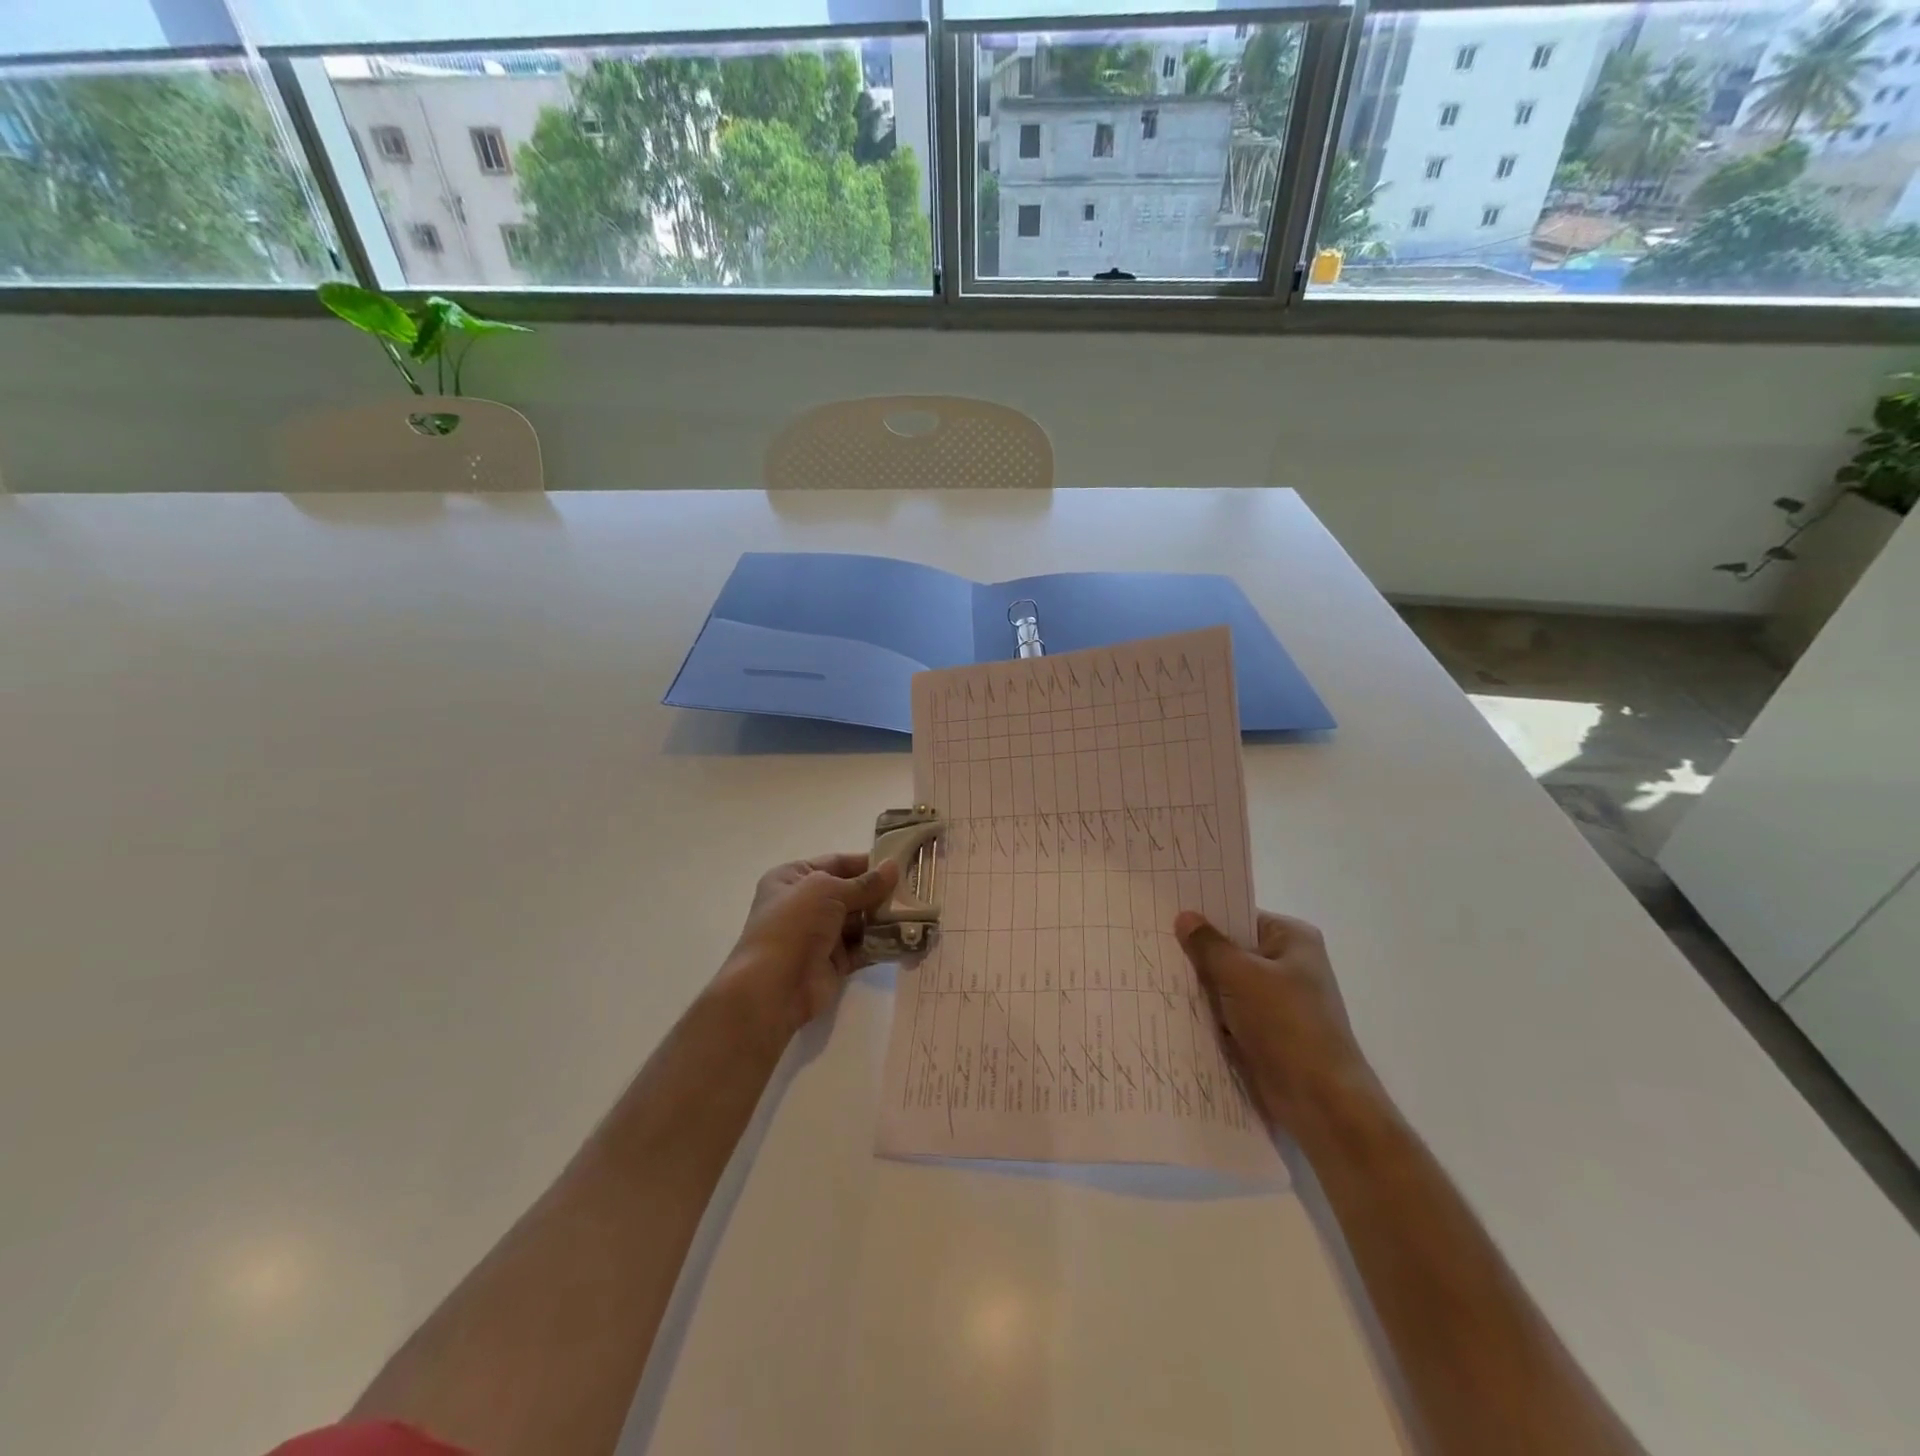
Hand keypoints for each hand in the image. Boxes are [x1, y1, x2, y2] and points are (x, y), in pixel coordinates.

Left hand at [716, 853, 900, 1044]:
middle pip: (850, 892)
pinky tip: (908, 939)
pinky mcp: (833, 963)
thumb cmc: (794, 925)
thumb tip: (894, 867)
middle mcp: (804, 904)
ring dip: (884, 919)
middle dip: (880, 892)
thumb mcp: (828, 891)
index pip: (836, 862)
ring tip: (918, 913)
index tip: (901, 863)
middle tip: (916, 890)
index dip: (867, 862)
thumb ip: (864, 883)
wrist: (773, 987)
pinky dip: (883, 944)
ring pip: (859, 921)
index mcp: (792, 878)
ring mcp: (818, 935)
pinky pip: (863, 948)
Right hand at [1174, 908, 1375, 1134]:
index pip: (1239, 915)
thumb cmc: (1286, 1024)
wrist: (1320, 1101)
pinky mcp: (1265, 1032)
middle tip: (1150, 942)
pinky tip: (1172, 1007)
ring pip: (1226, 983)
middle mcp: (1287, 964)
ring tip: (1152, 973)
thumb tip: (1184, 916)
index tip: (1164, 913)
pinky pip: (1228, 1012)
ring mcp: (1277, 1000)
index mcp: (1292, 939)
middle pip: (1231, 949)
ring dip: (1199, 987)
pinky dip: (1208, 1013)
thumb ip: (1209, 945)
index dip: (1204, 916)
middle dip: (1197, 953)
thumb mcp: (1241, 975)